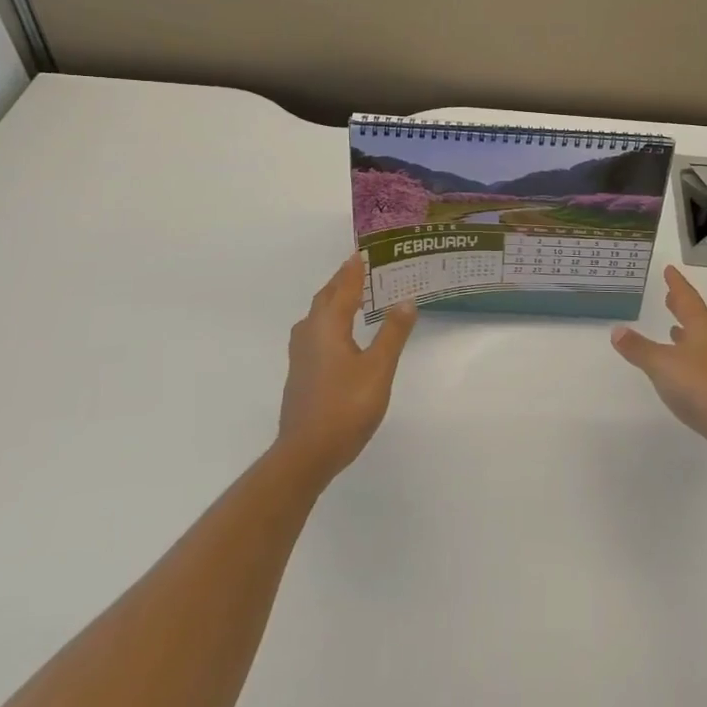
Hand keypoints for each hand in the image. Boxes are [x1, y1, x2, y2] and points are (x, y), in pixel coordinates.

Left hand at [276, 255, 417, 486]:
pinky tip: (339, 335)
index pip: (343, 288)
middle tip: (360, 269)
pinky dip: (329, 321)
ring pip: (317, 316)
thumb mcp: (378, 369)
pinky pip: (315, 332)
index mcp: (328, 326)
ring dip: (333, 301)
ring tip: (352, 297)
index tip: (362, 252)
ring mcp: (301, 355)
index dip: (354, 270)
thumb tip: (406, 300)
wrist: (305, 454)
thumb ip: (393, 333)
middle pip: (326, 298)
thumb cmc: (345, 407)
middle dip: (342, 281)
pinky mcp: (300, 374)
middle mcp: (310, 333)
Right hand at [612, 267, 706, 476]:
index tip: (670, 270)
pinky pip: (702, 362)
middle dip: (682, 306)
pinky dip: (689, 356)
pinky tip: (683, 367)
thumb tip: (617, 330)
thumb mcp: (661, 364)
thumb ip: (639, 348)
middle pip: (697, 317)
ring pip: (701, 340)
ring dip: (686, 332)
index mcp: (702, 328)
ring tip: (673, 328)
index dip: (677, 284)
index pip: (688, 298)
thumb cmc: (700, 386)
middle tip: (670, 295)